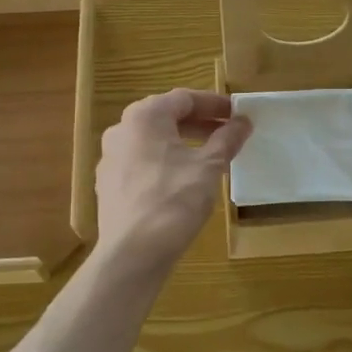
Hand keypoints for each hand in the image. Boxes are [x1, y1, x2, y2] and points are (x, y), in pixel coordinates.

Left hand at [95, 90, 251, 270]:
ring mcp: (110, 157)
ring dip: (182, 142)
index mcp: (144, 116)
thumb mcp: (209, 167)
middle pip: (165, 116)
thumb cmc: (174, 201)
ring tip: (209, 156)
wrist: (132, 253)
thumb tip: (243, 122)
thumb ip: (227, 139)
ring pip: (152, 140)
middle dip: (198, 123)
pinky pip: (141, 162)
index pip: (184, 98)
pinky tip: (182, 180)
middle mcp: (121, 129)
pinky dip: (164, 162)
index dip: (214, 104)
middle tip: (227, 133)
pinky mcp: (108, 184)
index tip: (237, 114)